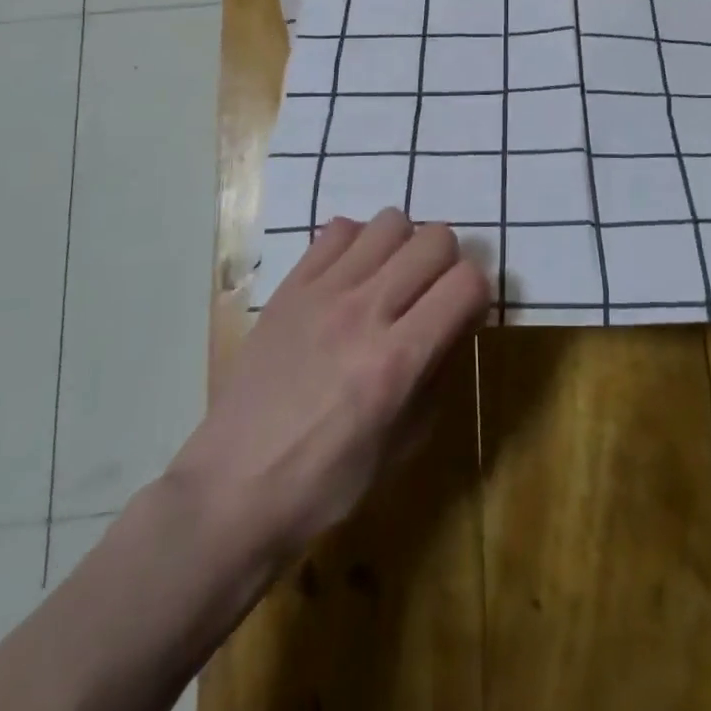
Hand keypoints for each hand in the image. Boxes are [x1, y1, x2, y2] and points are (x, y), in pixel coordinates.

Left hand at [167, 209, 488, 562]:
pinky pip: (339, 228)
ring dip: (405, 246)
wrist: (232, 488)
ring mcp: (324, 291)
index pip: (467, 282)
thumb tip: (459, 322)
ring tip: (391, 279)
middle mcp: (365, 311)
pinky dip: (358, 242)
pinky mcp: (291, 285)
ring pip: (391, 221)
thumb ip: (440, 374)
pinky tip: (351, 276)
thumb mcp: (404, 445)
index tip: (465, 313)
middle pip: (436, 238)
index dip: (478, 293)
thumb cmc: (327, 482)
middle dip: (448, 263)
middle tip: (432, 294)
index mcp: (398, 360)